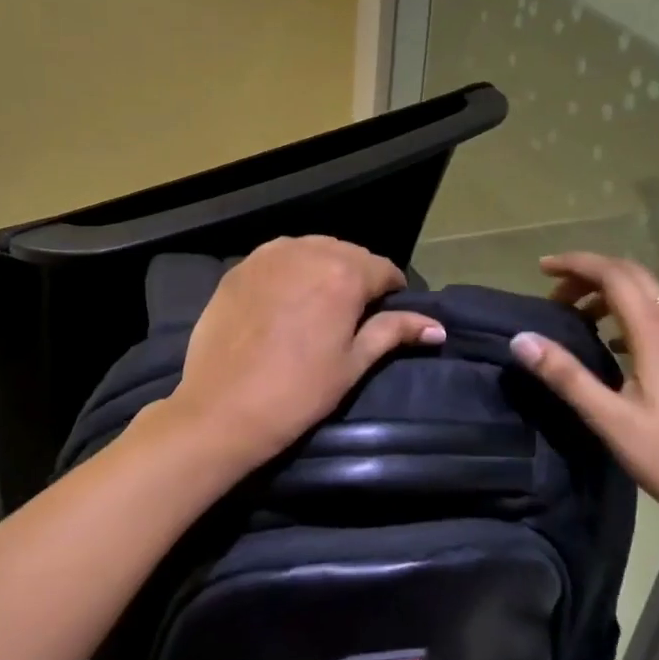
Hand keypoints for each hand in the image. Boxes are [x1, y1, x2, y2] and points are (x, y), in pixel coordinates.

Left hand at [168, 236, 444, 468]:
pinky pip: (277, 257)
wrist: (220, 409)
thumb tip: (438, 327)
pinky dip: (290, 270)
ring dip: (323, 269)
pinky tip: (284, 299)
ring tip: (318, 305)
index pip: (384, 269)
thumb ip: (394, 332)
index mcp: (345, 274)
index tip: (386, 315)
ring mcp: (268, 255)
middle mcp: (308, 251)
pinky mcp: (239, 267)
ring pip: (312, 250)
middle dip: (357, 277)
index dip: (391, 291)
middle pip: (348, 254)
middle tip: (352, 315)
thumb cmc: (297, 392)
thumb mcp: (353, 364)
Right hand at [506, 252, 658, 525]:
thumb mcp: (611, 421)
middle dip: (591, 273)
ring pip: (651, 293)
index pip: (614, 275)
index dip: (576, 264)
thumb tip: (521, 339)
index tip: (541, 269)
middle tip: (555, 293)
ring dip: (611, 290)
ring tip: (579, 315)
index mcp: (656, 335)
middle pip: (633, 275)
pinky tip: (615, 343)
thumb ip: (566, 376)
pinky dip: (631, 310)